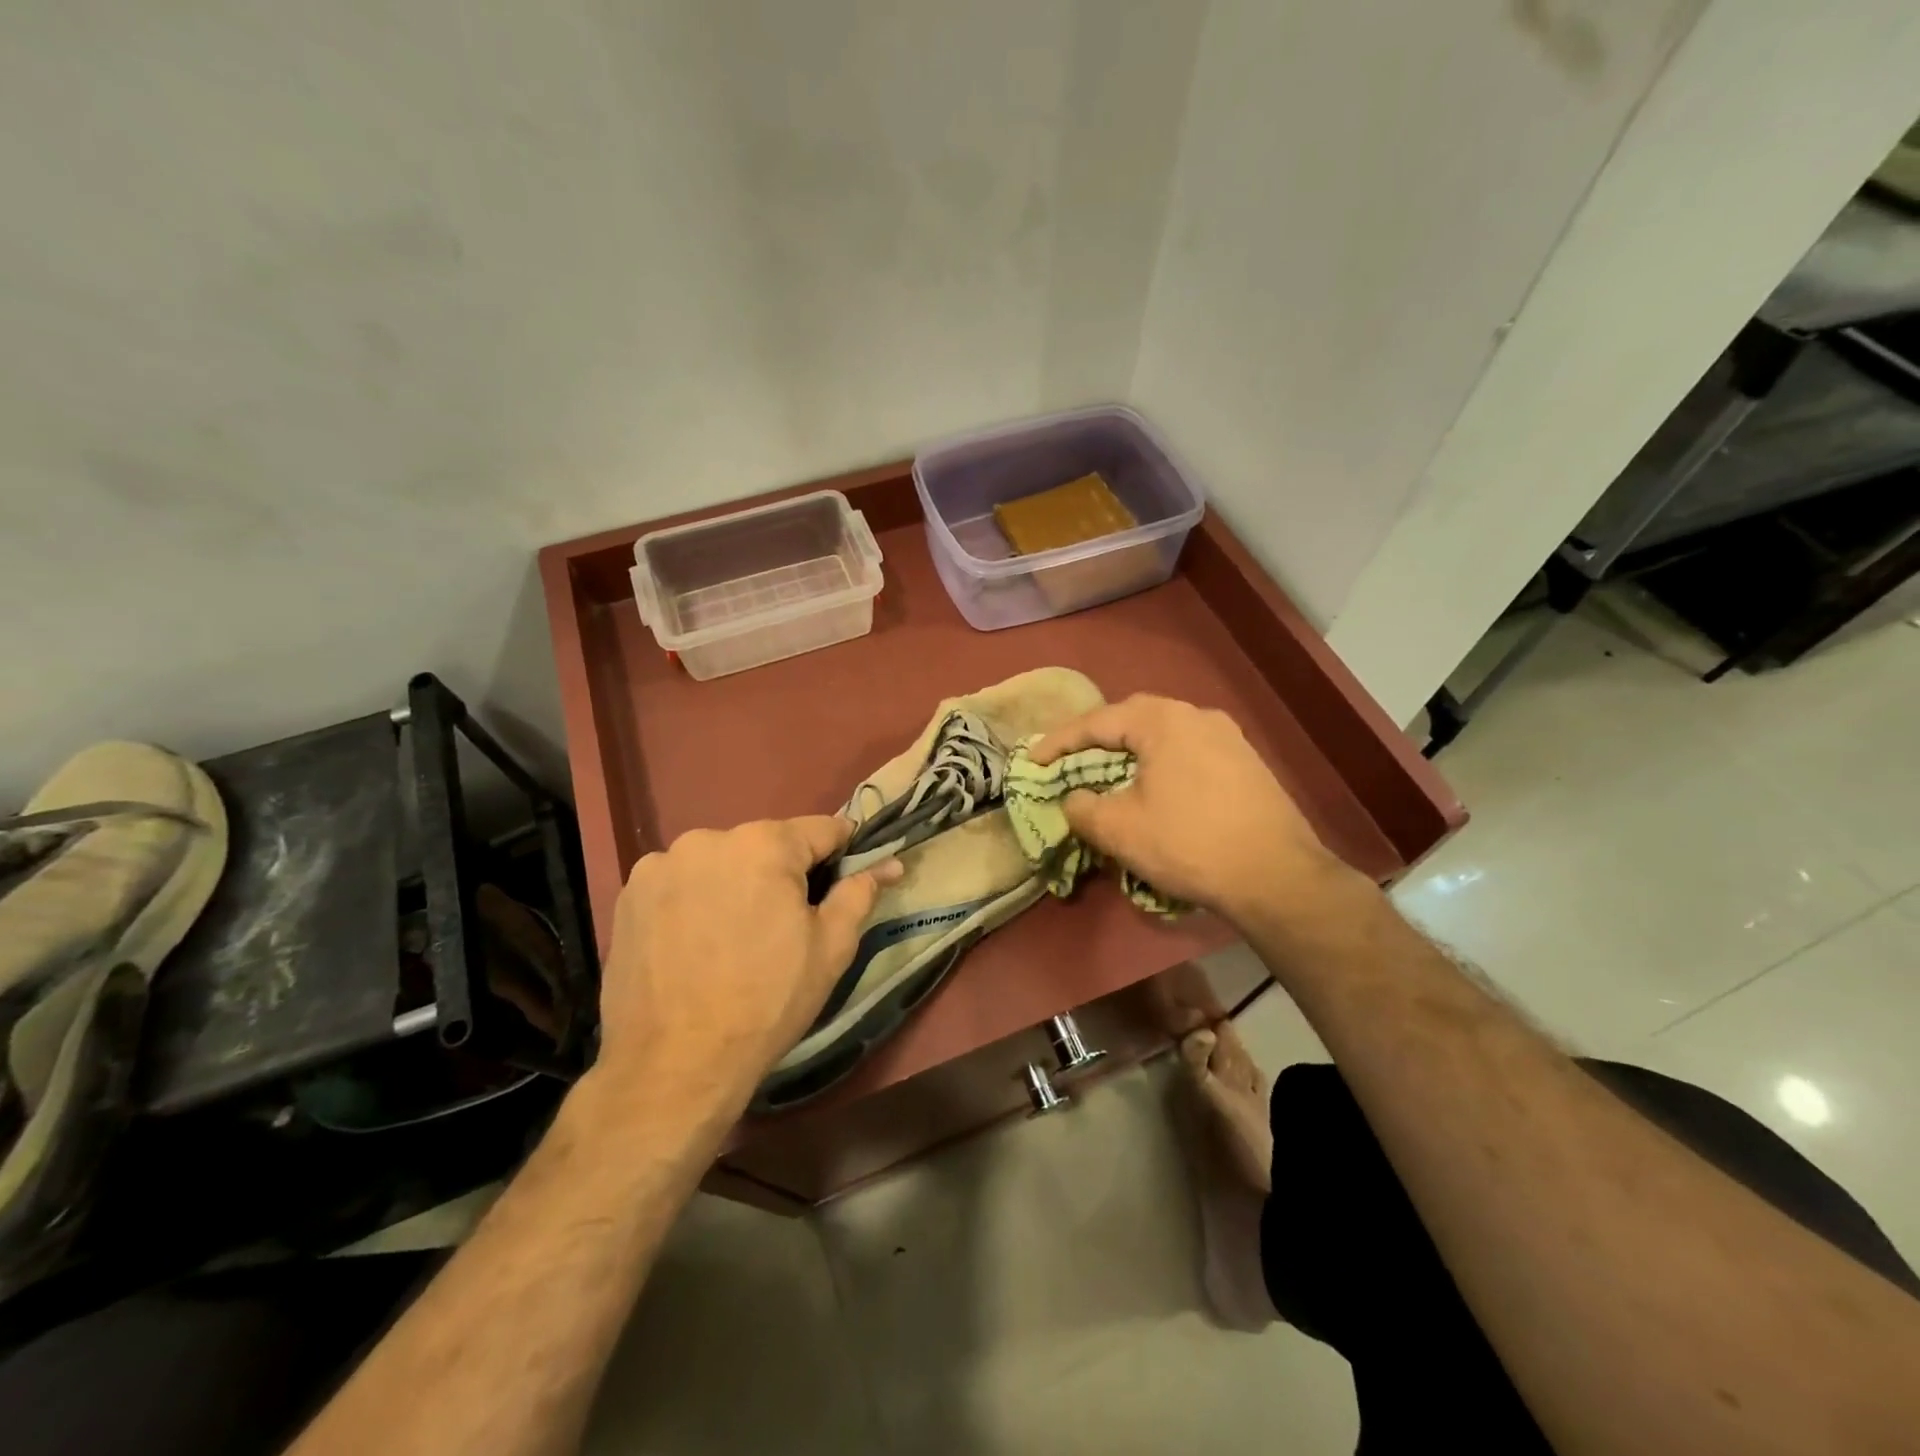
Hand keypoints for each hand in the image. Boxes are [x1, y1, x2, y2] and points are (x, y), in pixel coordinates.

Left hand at [593, 817, 900, 1114]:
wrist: (673, 1065)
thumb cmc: (767, 1002)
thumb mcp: (830, 949)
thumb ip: (859, 893)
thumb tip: (888, 864)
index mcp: (764, 845)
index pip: (821, 829)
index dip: (842, 850)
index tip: (848, 873)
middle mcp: (709, 838)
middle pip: (765, 844)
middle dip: (782, 873)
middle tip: (786, 923)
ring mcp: (662, 864)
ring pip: (720, 862)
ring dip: (735, 883)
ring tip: (734, 936)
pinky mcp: (629, 893)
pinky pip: (679, 882)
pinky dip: (694, 899)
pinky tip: (695, 942)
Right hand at [1028, 695, 1340, 924]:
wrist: (1277, 876)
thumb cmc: (1188, 843)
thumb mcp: (1118, 829)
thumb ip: (1082, 807)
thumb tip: (1074, 799)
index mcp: (1163, 720)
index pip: (1097, 722)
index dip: (1060, 742)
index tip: (1033, 760)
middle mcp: (1198, 715)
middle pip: (1133, 718)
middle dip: (1097, 739)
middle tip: (1071, 760)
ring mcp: (1229, 737)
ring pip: (1165, 735)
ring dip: (1131, 751)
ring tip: (1110, 773)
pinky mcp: (1248, 763)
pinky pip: (1189, 752)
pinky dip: (1161, 764)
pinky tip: (1157, 789)